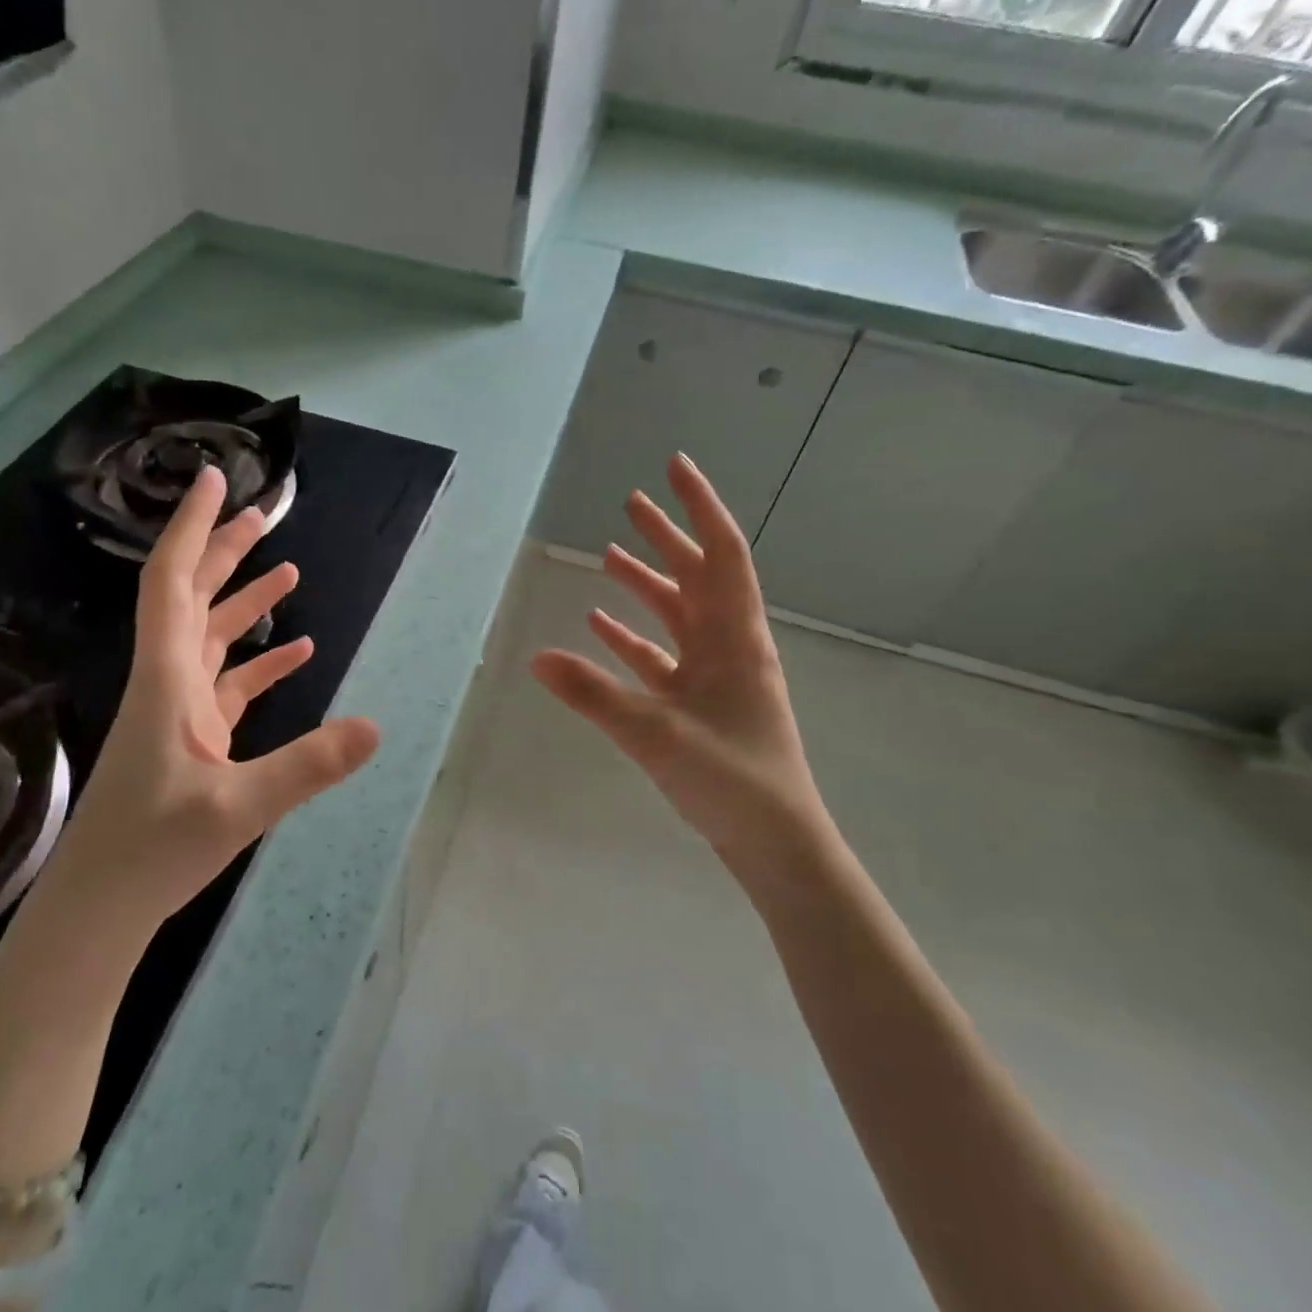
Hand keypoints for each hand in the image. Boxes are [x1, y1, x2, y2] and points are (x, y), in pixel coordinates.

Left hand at [55, 466, 380, 922]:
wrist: (99, 908)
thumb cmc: (150, 851)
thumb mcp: (237, 809)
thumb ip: (306, 767)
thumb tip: (375, 728)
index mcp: (168, 678)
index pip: (173, 581)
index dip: (190, 526)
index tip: (211, 479)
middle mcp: (170, 681)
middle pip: (192, 596)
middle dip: (223, 549)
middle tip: (262, 513)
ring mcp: (179, 710)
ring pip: (210, 636)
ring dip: (243, 600)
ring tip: (287, 570)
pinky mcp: (192, 738)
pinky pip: (228, 683)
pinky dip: (259, 662)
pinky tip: (296, 653)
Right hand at [531, 454, 830, 881]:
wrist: (776, 844)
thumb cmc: (731, 780)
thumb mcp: (656, 734)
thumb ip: (593, 694)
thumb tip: (535, 656)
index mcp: (734, 638)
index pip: (720, 552)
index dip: (698, 506)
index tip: (675, 467)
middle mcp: (727, 646)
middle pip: (697, 575)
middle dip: (666, 536)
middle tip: (631, 502)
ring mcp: (715, 676)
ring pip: (678, 615)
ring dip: (647, 584)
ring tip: (611, 555)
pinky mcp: (699, 705)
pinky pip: (662, 657)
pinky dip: (634, 637)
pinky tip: (600, 627)